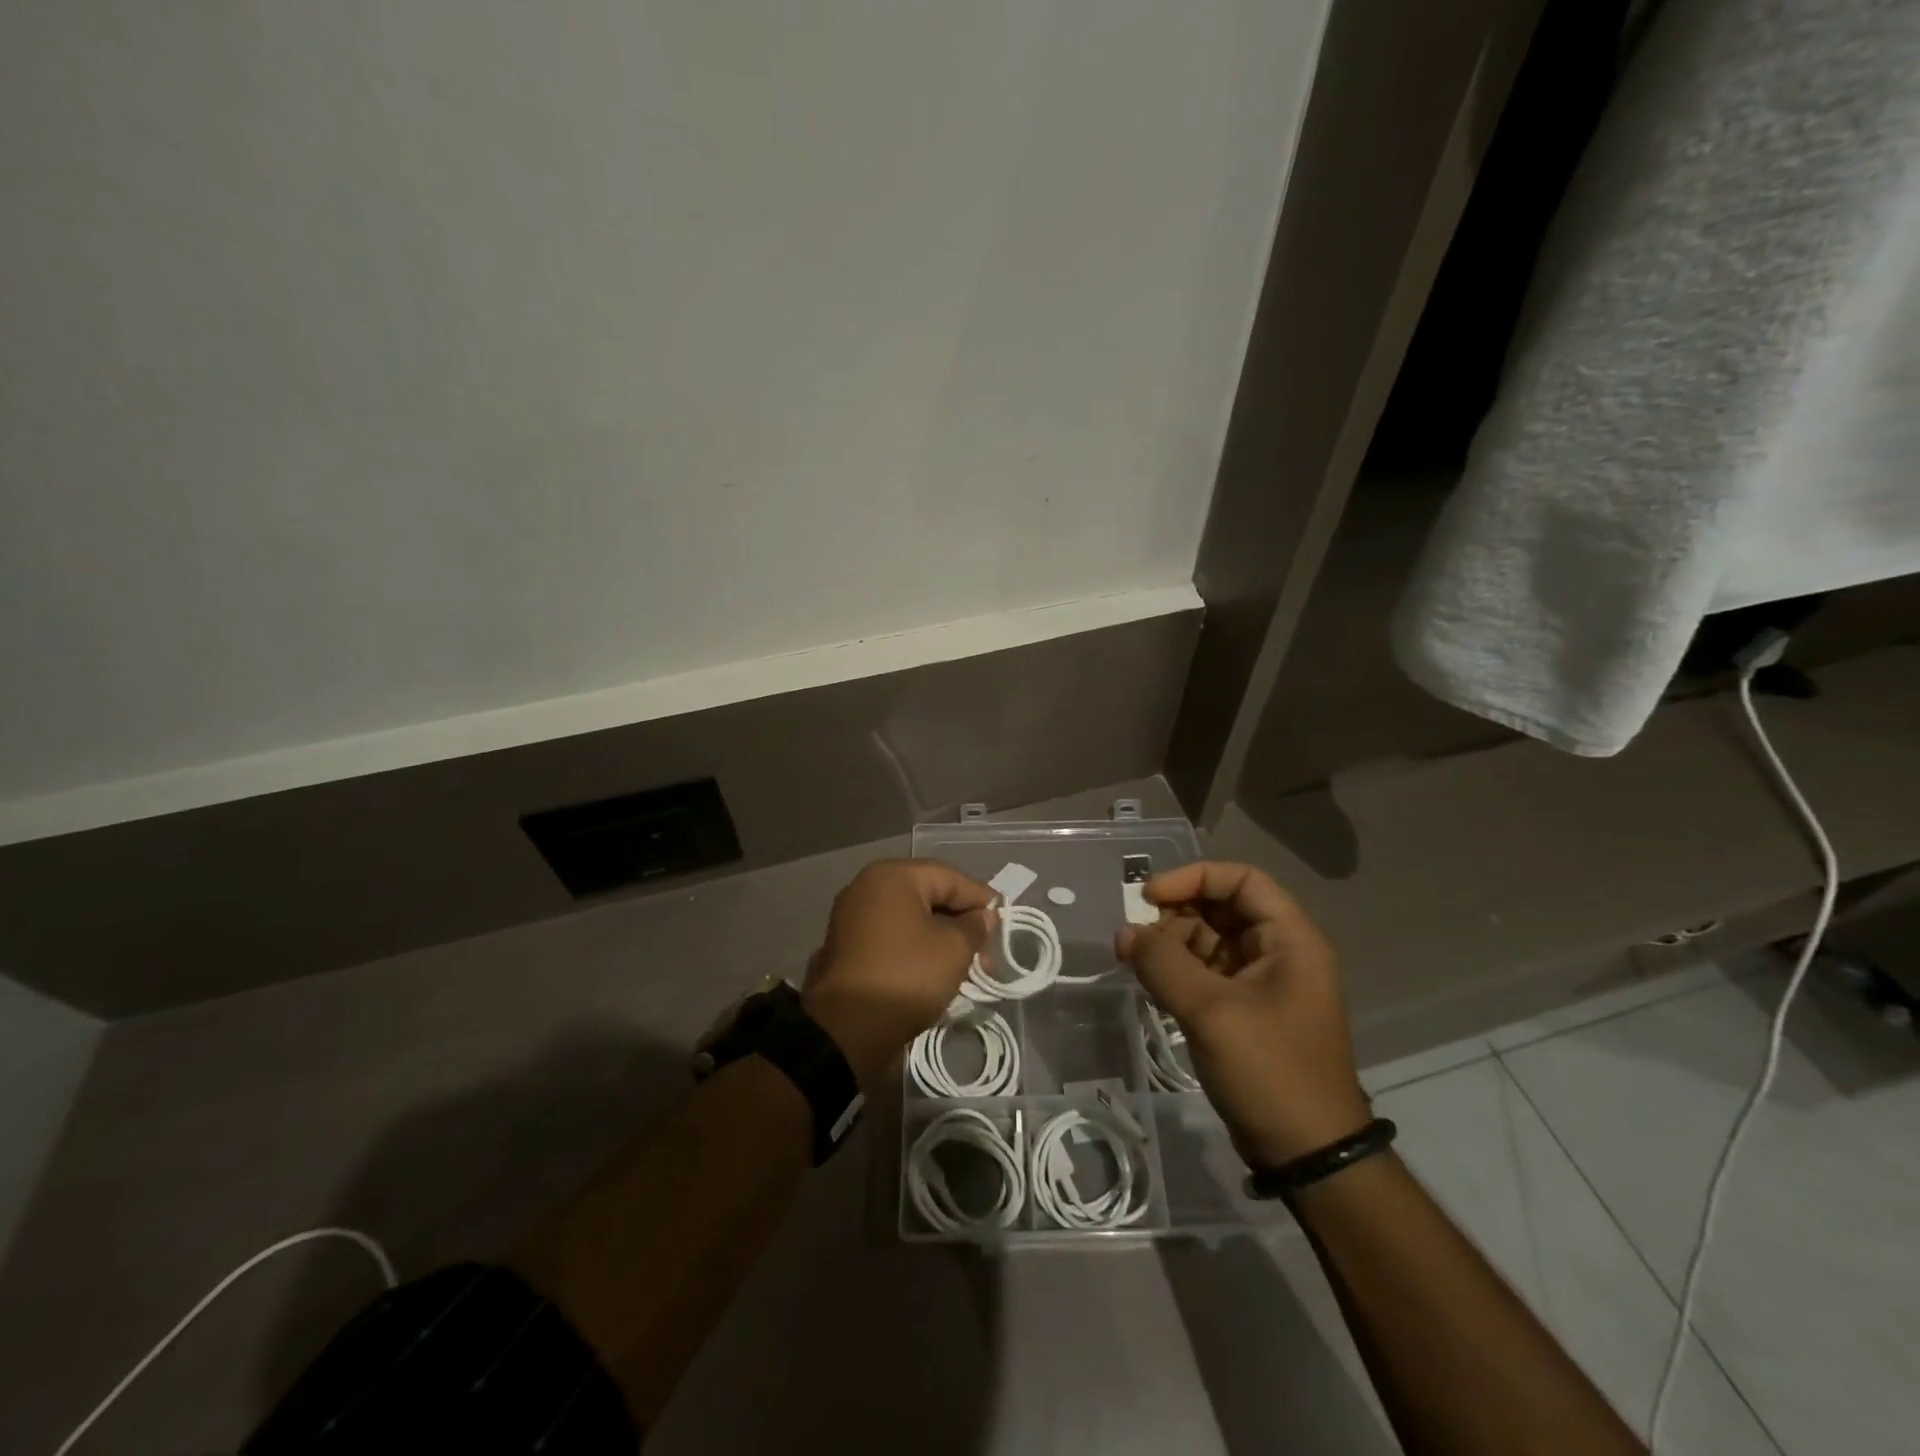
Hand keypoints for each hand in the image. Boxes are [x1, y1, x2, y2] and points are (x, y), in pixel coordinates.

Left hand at [802, 859, 991, 1088]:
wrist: (846, 1030)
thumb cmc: (906, 976)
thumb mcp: (954, 949)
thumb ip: (975, 926)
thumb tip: (982, 917)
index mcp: (892, 876)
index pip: (949, 877)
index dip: (981, 898)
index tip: (1004, 920)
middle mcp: (867, 887)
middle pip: (928, 895)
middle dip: (960, 920)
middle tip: (987, 946)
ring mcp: (852, 917)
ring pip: (910, 918)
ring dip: (940, 936)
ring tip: (966, 963)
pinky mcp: (847, 946)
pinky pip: (892, 937)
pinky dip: (915, 948)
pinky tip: (935, 970)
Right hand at [1116, 861, 1369, 1168]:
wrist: (1308, 1154)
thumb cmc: (1270, 1070)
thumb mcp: (1211, 1011)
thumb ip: (1162, 964)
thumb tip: (1123, 932)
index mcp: (1289, 939)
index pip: (1242, 880)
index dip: (1194, 878)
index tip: (1150, 896)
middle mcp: (1279, 952)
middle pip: (1222, 908)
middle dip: (1175, 913)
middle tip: (1136, 933)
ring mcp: (1262, 983)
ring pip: (1209, 940)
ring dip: (1171, 943)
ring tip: (1135, 960)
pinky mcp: (1245, 1011)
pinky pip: (1206, 972)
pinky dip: (1177, 971)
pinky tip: (1149, 981)